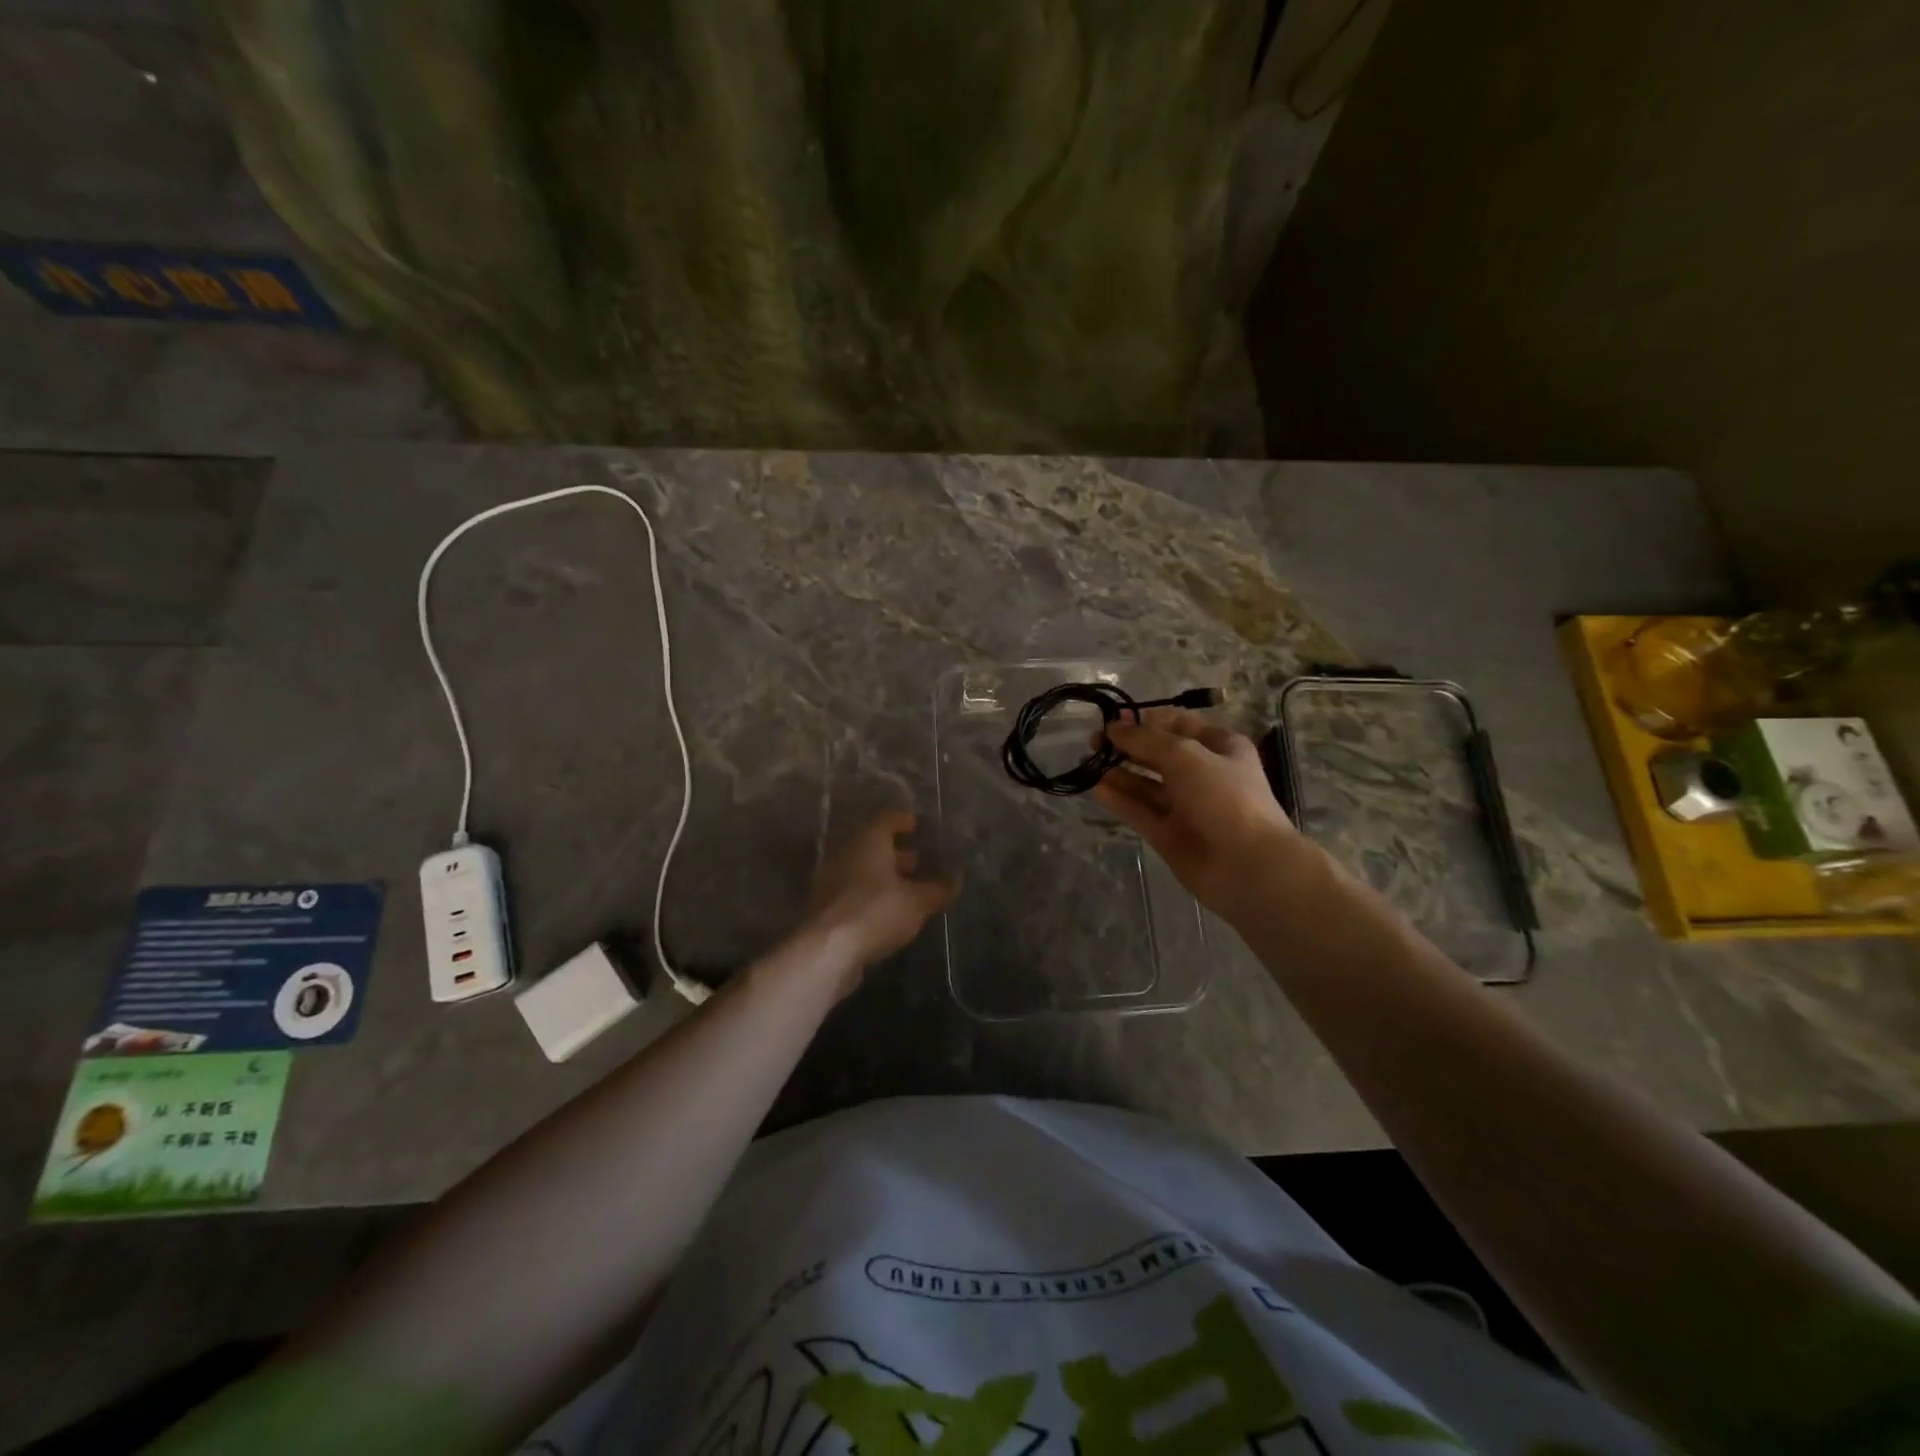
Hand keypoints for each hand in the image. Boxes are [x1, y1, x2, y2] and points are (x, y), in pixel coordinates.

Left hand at [801, 812, 958, 981]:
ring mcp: (831, 881)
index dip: (903, 821)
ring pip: (863, 870)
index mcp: (867, 842)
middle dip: (897, 853)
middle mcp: (846, 854)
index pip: (886, 819)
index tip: (918, 827)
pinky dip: (872, 896)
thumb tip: (956, 880)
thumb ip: (938, 889)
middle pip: (873, 846)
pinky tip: (889, 912)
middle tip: (919, 861)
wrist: (827, 951)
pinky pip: (854, 893)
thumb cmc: (876, 911)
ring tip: (909, 890)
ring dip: (884, 877)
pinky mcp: (826, 908)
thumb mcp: (917, 901)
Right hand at [1094, 710, 1320, 920]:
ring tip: (1088, 763)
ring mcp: (1185, 806)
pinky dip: (1120, 799)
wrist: (1247, 866)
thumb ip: (1146, 739)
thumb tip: (1113, 728)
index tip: (1112, 719)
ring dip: (1119, 772)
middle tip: (1093, 742)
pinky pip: (1140, 811)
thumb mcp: (1186, 755)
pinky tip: (1096, 788)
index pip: (1178, 724)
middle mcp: (1202, 773)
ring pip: (1146, 784)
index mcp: (1220, 747)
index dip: (1145, 719)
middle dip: (1127, 745)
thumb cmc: (1224, 797)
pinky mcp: (1169, 834)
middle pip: (1158, 754)